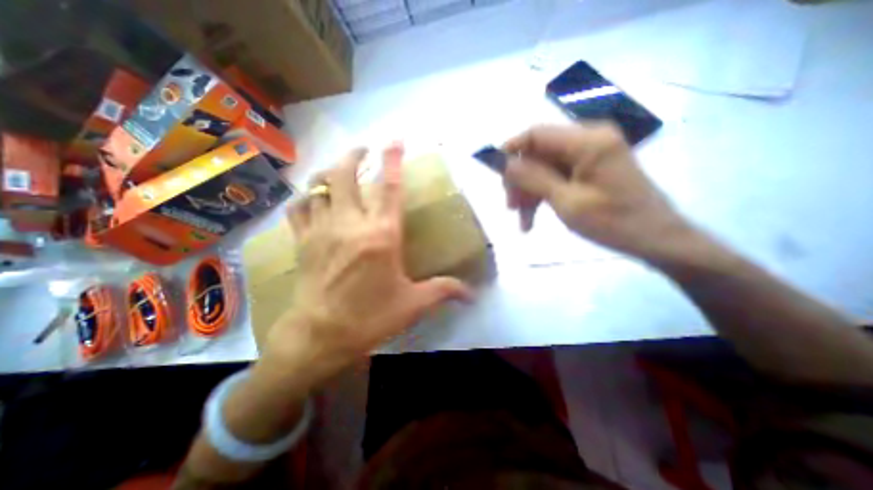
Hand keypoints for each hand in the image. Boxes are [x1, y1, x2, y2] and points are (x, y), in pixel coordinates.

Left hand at [271, 144, 473, 375]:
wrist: (323, 335)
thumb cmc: (371, 317)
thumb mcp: (414, 304)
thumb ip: (444, 291)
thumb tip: (473, 294)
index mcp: (382, 235)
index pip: (389, 187)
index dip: (393, 160)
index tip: (395, 139)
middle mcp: (351, 224)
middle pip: (345, 175)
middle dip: (355, 155)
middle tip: (363, 148)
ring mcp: (322, 229)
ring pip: (319, 186)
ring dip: (329, 171)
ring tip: (338, 168)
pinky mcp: (303, 241)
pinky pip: (298, 208)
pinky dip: (305, 197)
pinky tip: (312, 197)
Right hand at [502, 124, 699, 262]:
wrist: (655, 239)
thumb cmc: (613, 222)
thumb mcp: (566, 202)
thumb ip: (534, 178)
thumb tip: (504, 162)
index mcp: (587, 141)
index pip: (536, 134)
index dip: (510, 151)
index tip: (494, 173)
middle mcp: (588, 139)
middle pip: (538, 152)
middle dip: (521, 179)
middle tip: (511, 207)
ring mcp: (590, 153)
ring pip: (544, 167)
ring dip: (530, 191)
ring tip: (522, 220)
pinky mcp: (590, 167)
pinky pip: (557, 176)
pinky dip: (543, 194)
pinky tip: (533, 217)